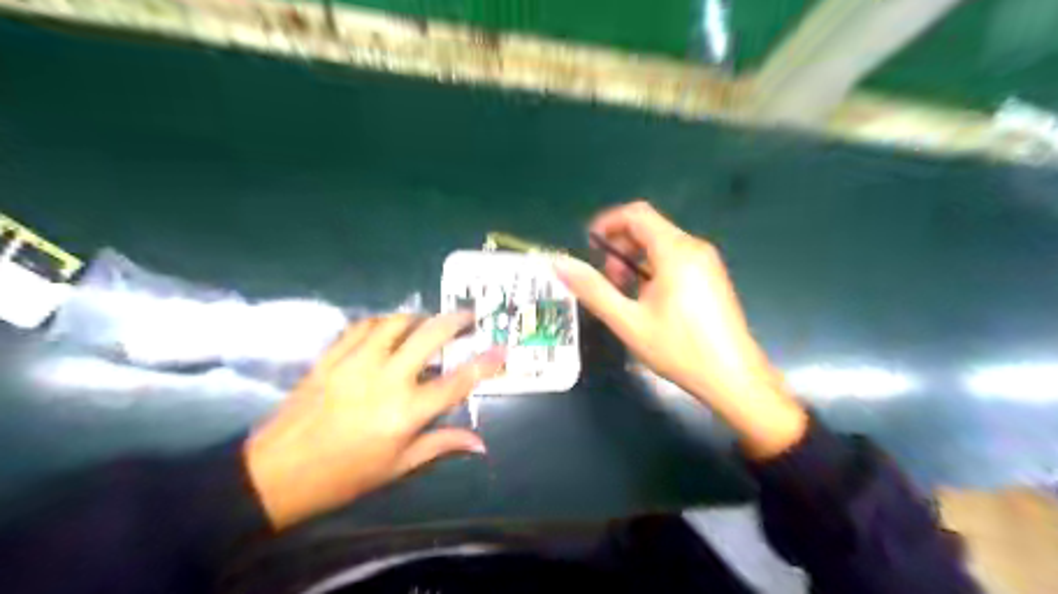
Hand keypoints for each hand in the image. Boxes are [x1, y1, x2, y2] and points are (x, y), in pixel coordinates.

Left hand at [243, 314, 503, 531]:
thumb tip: (481, 443)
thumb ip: (441, 445)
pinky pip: (363, 326)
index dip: (484, 363)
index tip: (501, 349)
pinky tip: (390, 329)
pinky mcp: (332, 356)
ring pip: (396, 322)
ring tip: (429, 322)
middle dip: (455, 320)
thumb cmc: (344, 476)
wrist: (276, 473)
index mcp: (406, 412)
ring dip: (419, 318)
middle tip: (469, 317)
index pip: (457, 381)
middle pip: (429, 336)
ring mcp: (356, 363)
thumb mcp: (398, 467)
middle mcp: (386, 379)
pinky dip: (383, 322)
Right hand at [558, 202, 805, 456]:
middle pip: (649, 228)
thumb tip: (560, 263)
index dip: (607, 223)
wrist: (734, 377)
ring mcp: (707, 262)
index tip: (588, 246)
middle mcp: (694, 248)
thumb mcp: (629, 322)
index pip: (636, 214)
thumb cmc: (680, 349)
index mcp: (676, 251)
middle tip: (608, 282)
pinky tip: (649, 302)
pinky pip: (676, 259)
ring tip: (626, 296)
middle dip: (620, 247)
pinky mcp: (712, 276)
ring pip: (662, 245)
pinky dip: (654, 269)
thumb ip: (593, 290)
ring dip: (635, 260)